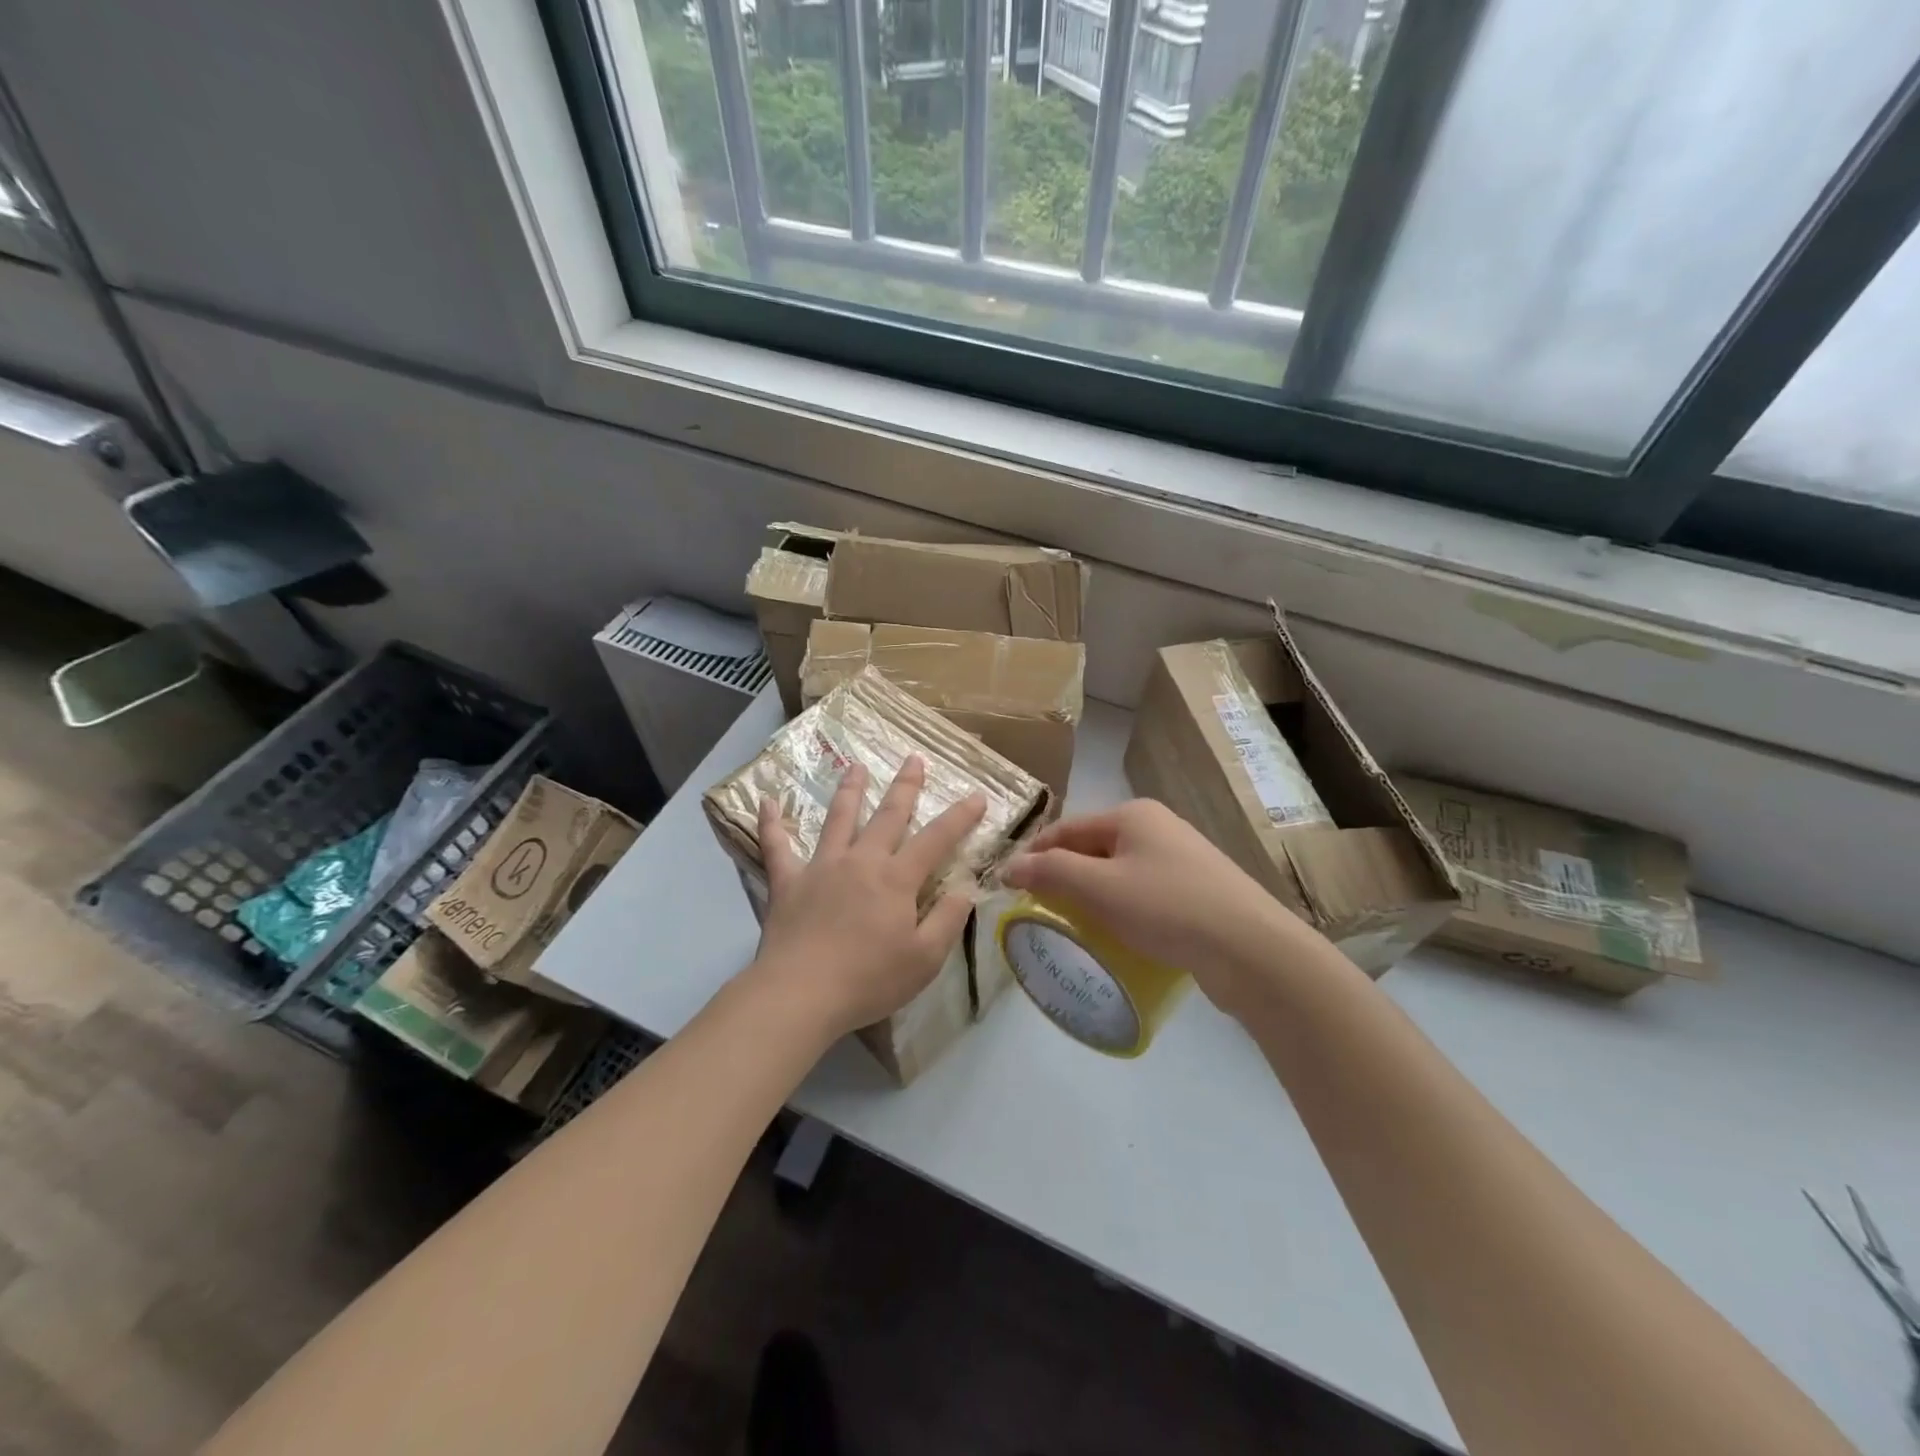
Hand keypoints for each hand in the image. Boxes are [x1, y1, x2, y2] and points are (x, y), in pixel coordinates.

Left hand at [748, 755, 985, 1041]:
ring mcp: (822, 867)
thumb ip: (947, 920)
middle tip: (913, 758)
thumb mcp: (925, 959)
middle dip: (905, 786)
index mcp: (897, 879)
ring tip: (855, 766)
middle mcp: (861, 861)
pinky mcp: (787, 882)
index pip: (937, 839)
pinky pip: (776, 846)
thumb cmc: (868, 979)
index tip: (977, 796)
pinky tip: (766, 801)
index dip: (960, 817)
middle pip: (888, 815)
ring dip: (849, 790)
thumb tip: (965, 889)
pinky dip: (771, 823)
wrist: (801, 994)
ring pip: (838, 819)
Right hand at [1002, 799, 1311, 1016]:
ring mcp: (1181, 858)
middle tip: (1040, 912)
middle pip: (1092, 849)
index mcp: (1132, 815)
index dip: (1034, 855)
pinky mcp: (1197, 889)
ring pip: (1118, 873)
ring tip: (1075, 928)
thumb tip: (1010, 867)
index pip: (1066, 829)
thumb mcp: (1099, 888)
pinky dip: (1123, 910)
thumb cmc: (1167, 908)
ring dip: (1093, 897)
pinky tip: (1118, 936)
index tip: (1009, 887)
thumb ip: (1050, 873)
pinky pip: (1144, 893)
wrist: (1250, 949)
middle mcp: (1157, 827)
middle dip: (1064, 877)